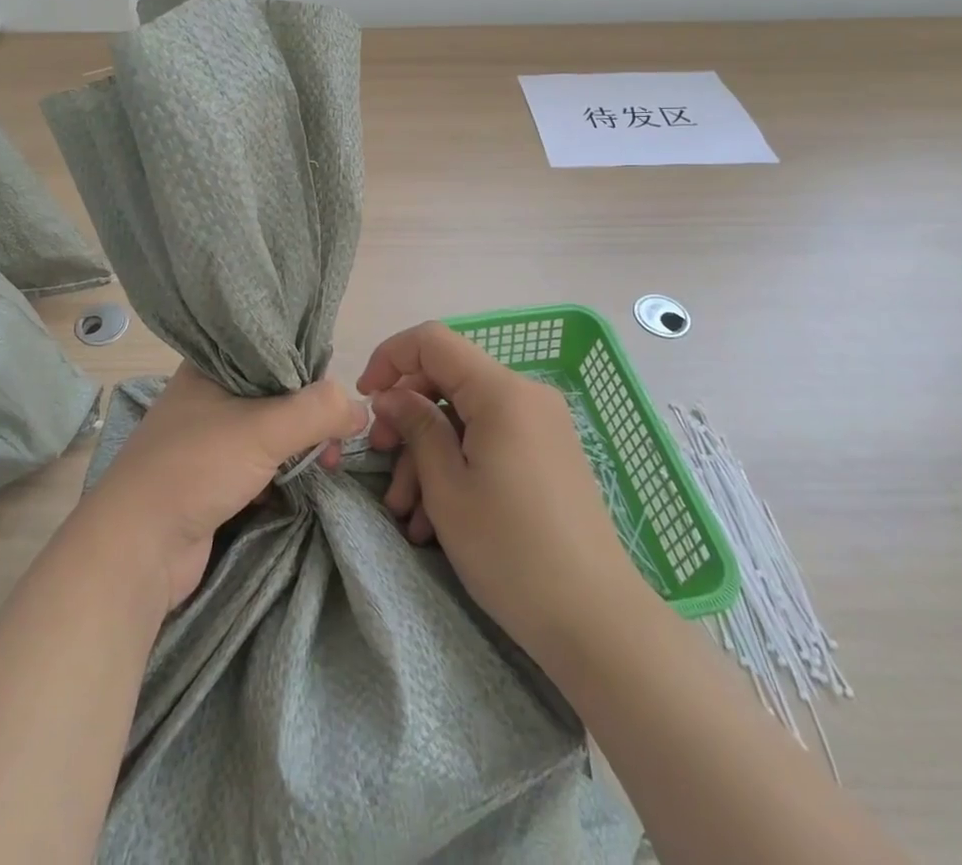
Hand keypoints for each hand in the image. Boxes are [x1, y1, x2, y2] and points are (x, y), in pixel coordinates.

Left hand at [75, 363, 367, 613]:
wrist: (138, 548)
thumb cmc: (195, 468)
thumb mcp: (263, 429)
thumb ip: (317, 412)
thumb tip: (360, 409)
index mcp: (209, 366)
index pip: (269, 349)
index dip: (307, 365)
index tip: (339, 388)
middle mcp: (206, 396)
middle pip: (273, 393)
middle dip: (310, 414)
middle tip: (341, 437)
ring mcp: (207, 439)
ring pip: (268, 431)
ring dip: (299, 446)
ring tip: (330, 463)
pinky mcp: (211, 479)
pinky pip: (258, 464)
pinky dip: (283, 472)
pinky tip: (307, 480)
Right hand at [358, 321, 634, 662]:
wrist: (596, 622)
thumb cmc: (510, 551)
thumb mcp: (447, 487)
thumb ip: (416, 426)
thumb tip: (391, 395)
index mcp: (501, 391)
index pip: (432, 341)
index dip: (390, 359)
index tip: (365, 400)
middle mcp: (526, 395)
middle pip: (448, 379)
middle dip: (407, 416)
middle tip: (379, 459)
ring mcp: (541, 425)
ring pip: (465, 417)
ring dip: (427, 454)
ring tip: (406, 514)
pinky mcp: (548, 455)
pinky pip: (490, 440)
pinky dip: (458, 465)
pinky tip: (435, 519)